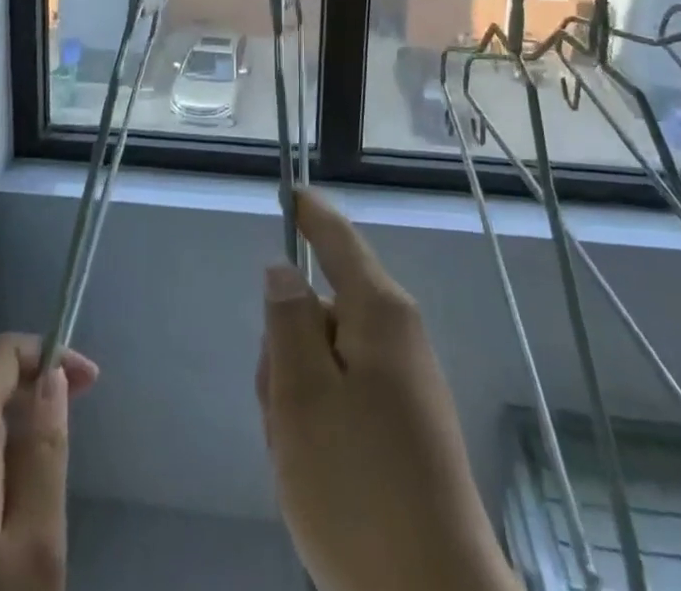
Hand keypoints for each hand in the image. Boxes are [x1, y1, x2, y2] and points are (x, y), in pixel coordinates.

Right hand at [258, 191, 518, 590]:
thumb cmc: (359, 488)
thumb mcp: (303, 396)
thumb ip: (288, 321)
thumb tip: (284, 268)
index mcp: (379, 312)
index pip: (337, 238)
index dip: (309, 212)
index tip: (287, 192)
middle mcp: (397, 335)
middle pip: (322, 306)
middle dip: (286, 346)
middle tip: (278, 408)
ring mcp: (403, 383)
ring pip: (326, 357)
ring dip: (297, 395)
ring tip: (297, 456)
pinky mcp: (402, 426)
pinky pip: (344, 396)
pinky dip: (319, 423)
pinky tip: (316, 475)